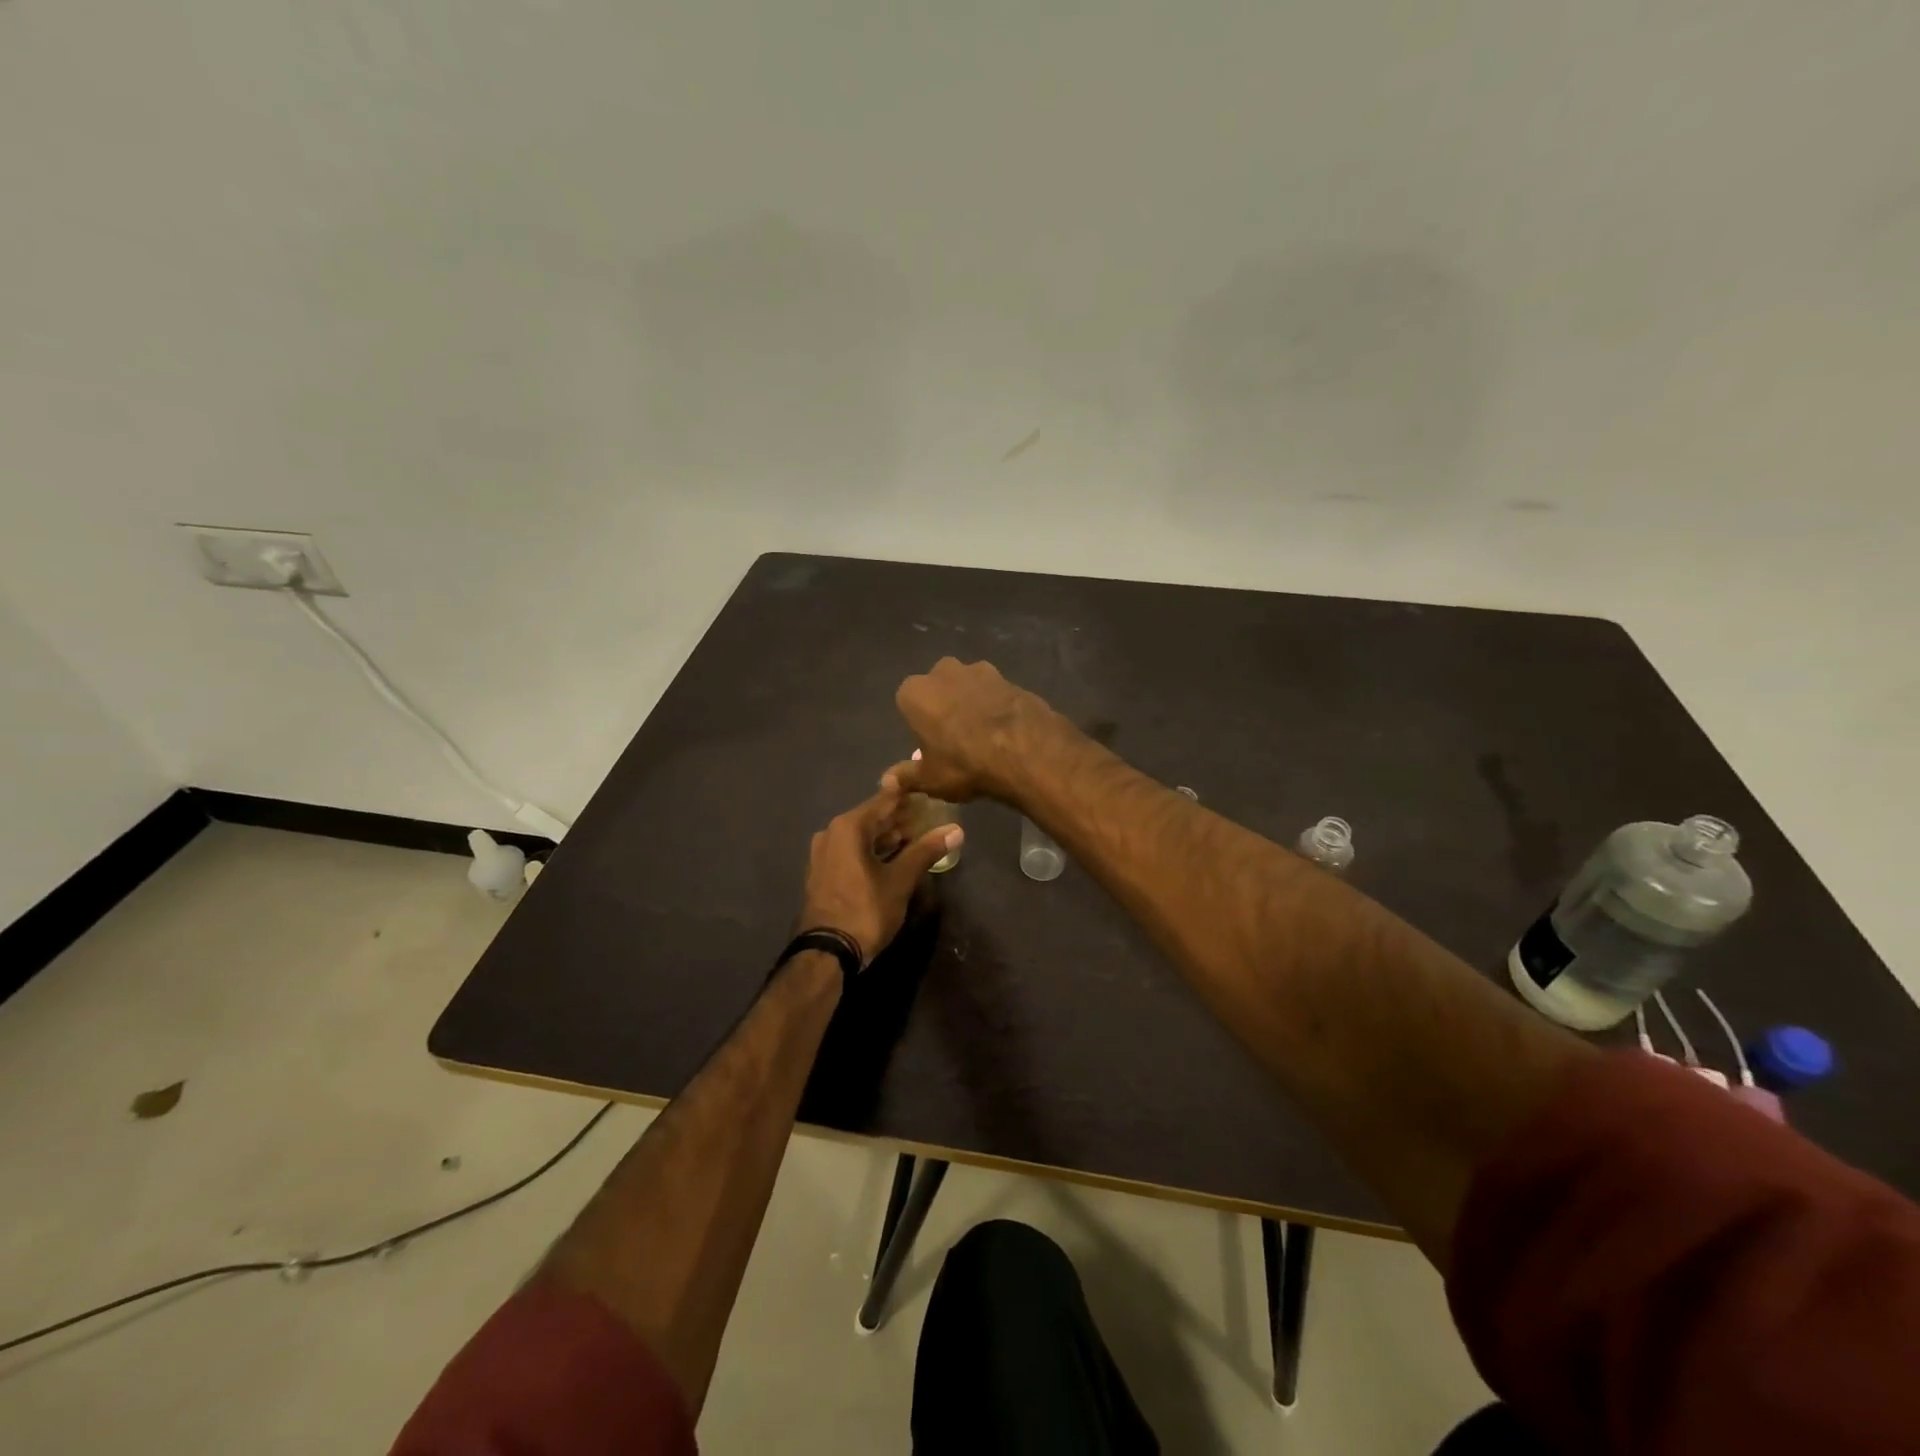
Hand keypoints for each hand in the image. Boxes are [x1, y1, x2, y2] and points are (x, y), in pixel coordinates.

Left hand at [798, 784, 962, 966]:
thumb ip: (926, 851)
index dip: (908, 797)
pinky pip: (851, 851)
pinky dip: (872, 851)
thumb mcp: (900, 880)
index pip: (884, 800)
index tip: (930, 794)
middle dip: (899, 819)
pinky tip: (892, 858)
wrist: (827, 952)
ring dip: (886, 836)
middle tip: (928, 818)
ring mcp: (823, 853)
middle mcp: (831, 833)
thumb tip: (956, 829)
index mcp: (848, 827)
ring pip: (861, 836)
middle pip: (871, 818)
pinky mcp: (823, 872)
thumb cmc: (866, 910)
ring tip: (916, 837)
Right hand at [891, 657, 1059, 802]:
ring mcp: (982, 671)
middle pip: (939, 688)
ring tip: (985, 736)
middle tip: (956, 740)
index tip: (932, 746)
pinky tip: (1007, 732)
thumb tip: (887, 781)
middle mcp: (944, 672)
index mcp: (916, 692)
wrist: (1026, 752)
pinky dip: (998, 708)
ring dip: (973, 704)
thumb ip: (906, 776)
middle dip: (945, 706)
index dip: (920, 725)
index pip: (908, 704)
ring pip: (970, 687)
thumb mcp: (930, 779)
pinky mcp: (1012, 678)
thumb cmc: (965, 765)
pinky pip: (997, 694)